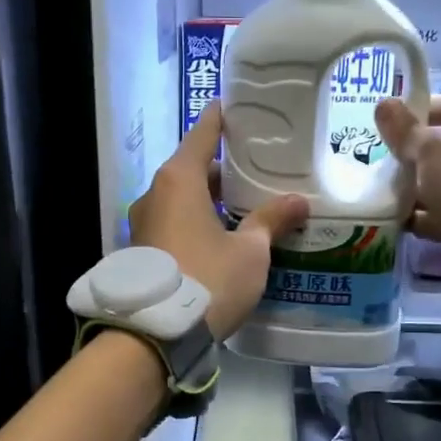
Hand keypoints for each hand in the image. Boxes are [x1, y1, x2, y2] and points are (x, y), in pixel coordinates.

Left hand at [129, 103, 308, 340]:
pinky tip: (220, 236)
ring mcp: (143, 224)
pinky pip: (173, 223)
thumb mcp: (250, 251)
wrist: (157, 333)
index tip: (235, 108)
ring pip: (181, 200)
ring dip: (208, 200)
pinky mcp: (141, 250)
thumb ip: (272, 220)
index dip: (221, 120)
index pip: (203, 135)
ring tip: (244, 206)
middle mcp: (154, 194)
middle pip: (191, 169)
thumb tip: (299, 201)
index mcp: (179, 180)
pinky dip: (195, 222)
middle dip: (222, 170)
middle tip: (256, 170)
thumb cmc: (208, 279)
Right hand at [373, 95, 440, 243]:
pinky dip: (432, 215)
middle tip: (387, 159)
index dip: (422, 112)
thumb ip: (408, 131)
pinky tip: (402, 219)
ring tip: (389, 190)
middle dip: (420, 155)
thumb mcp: (438, 151)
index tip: (390, 123)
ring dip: (423, 187)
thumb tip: (382, 105)